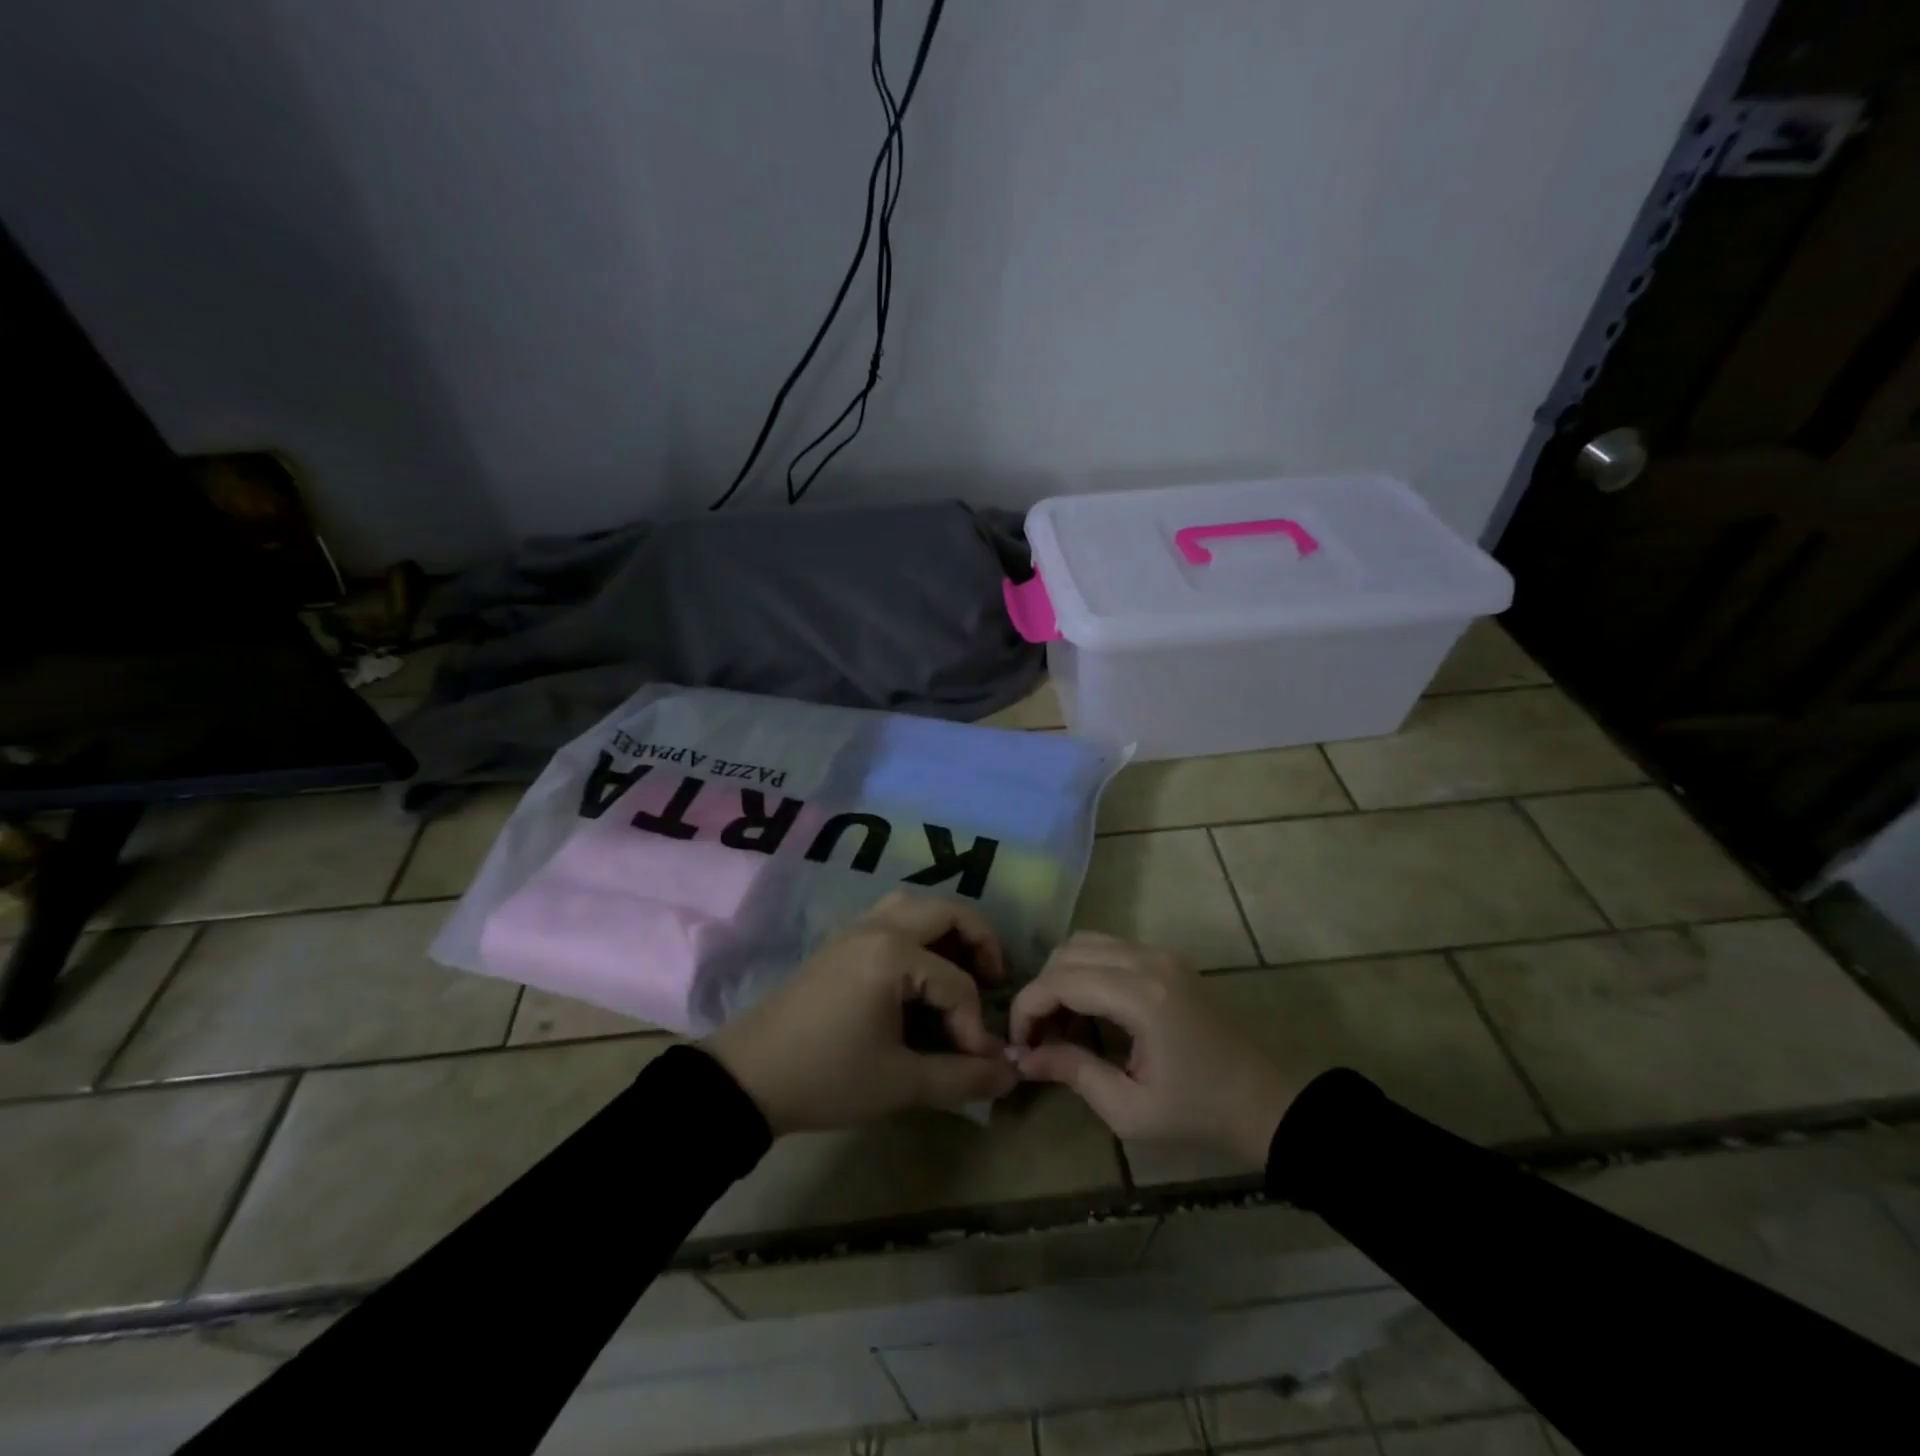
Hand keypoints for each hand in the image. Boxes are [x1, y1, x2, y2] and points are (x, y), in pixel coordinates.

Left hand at [703, 892, 1018, 1134]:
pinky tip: (920, 972)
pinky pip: (891, 917)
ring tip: (961, 968)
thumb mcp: (899, 1082)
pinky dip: (919, 932)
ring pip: (915, 906)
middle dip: (979, 942)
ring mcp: (855, 929)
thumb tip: (1011, 1073)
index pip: (957, 983)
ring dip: (946, 929)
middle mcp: (878, 927)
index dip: (975, 1024)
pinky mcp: (840, 942)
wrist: (747, 1077)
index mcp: (894, 954)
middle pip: (947, 912)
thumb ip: (961, 1077)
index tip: (980, 1062)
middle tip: (993, 980)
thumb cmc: (827, 1077)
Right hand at [1010, 932, 1297, 1166]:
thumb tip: (1022, 1057)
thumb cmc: (1198, 1114)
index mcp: (1141, 997)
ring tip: (1060, 1023)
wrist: (1264, 1103)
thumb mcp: (1130, 1110)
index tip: (1019, 1043)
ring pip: (1085, 942)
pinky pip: (1108, 947)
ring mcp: (1160, 954)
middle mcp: (1148, 961)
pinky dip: (1084, 970)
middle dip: (1041, 990)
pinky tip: (1088, 1010)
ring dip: (1061, 976)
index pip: (1060, 980)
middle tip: (1038, 1036)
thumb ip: (1073, 1073)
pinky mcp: (1166, 959)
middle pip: (1068, 952)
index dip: (1027, 1007)